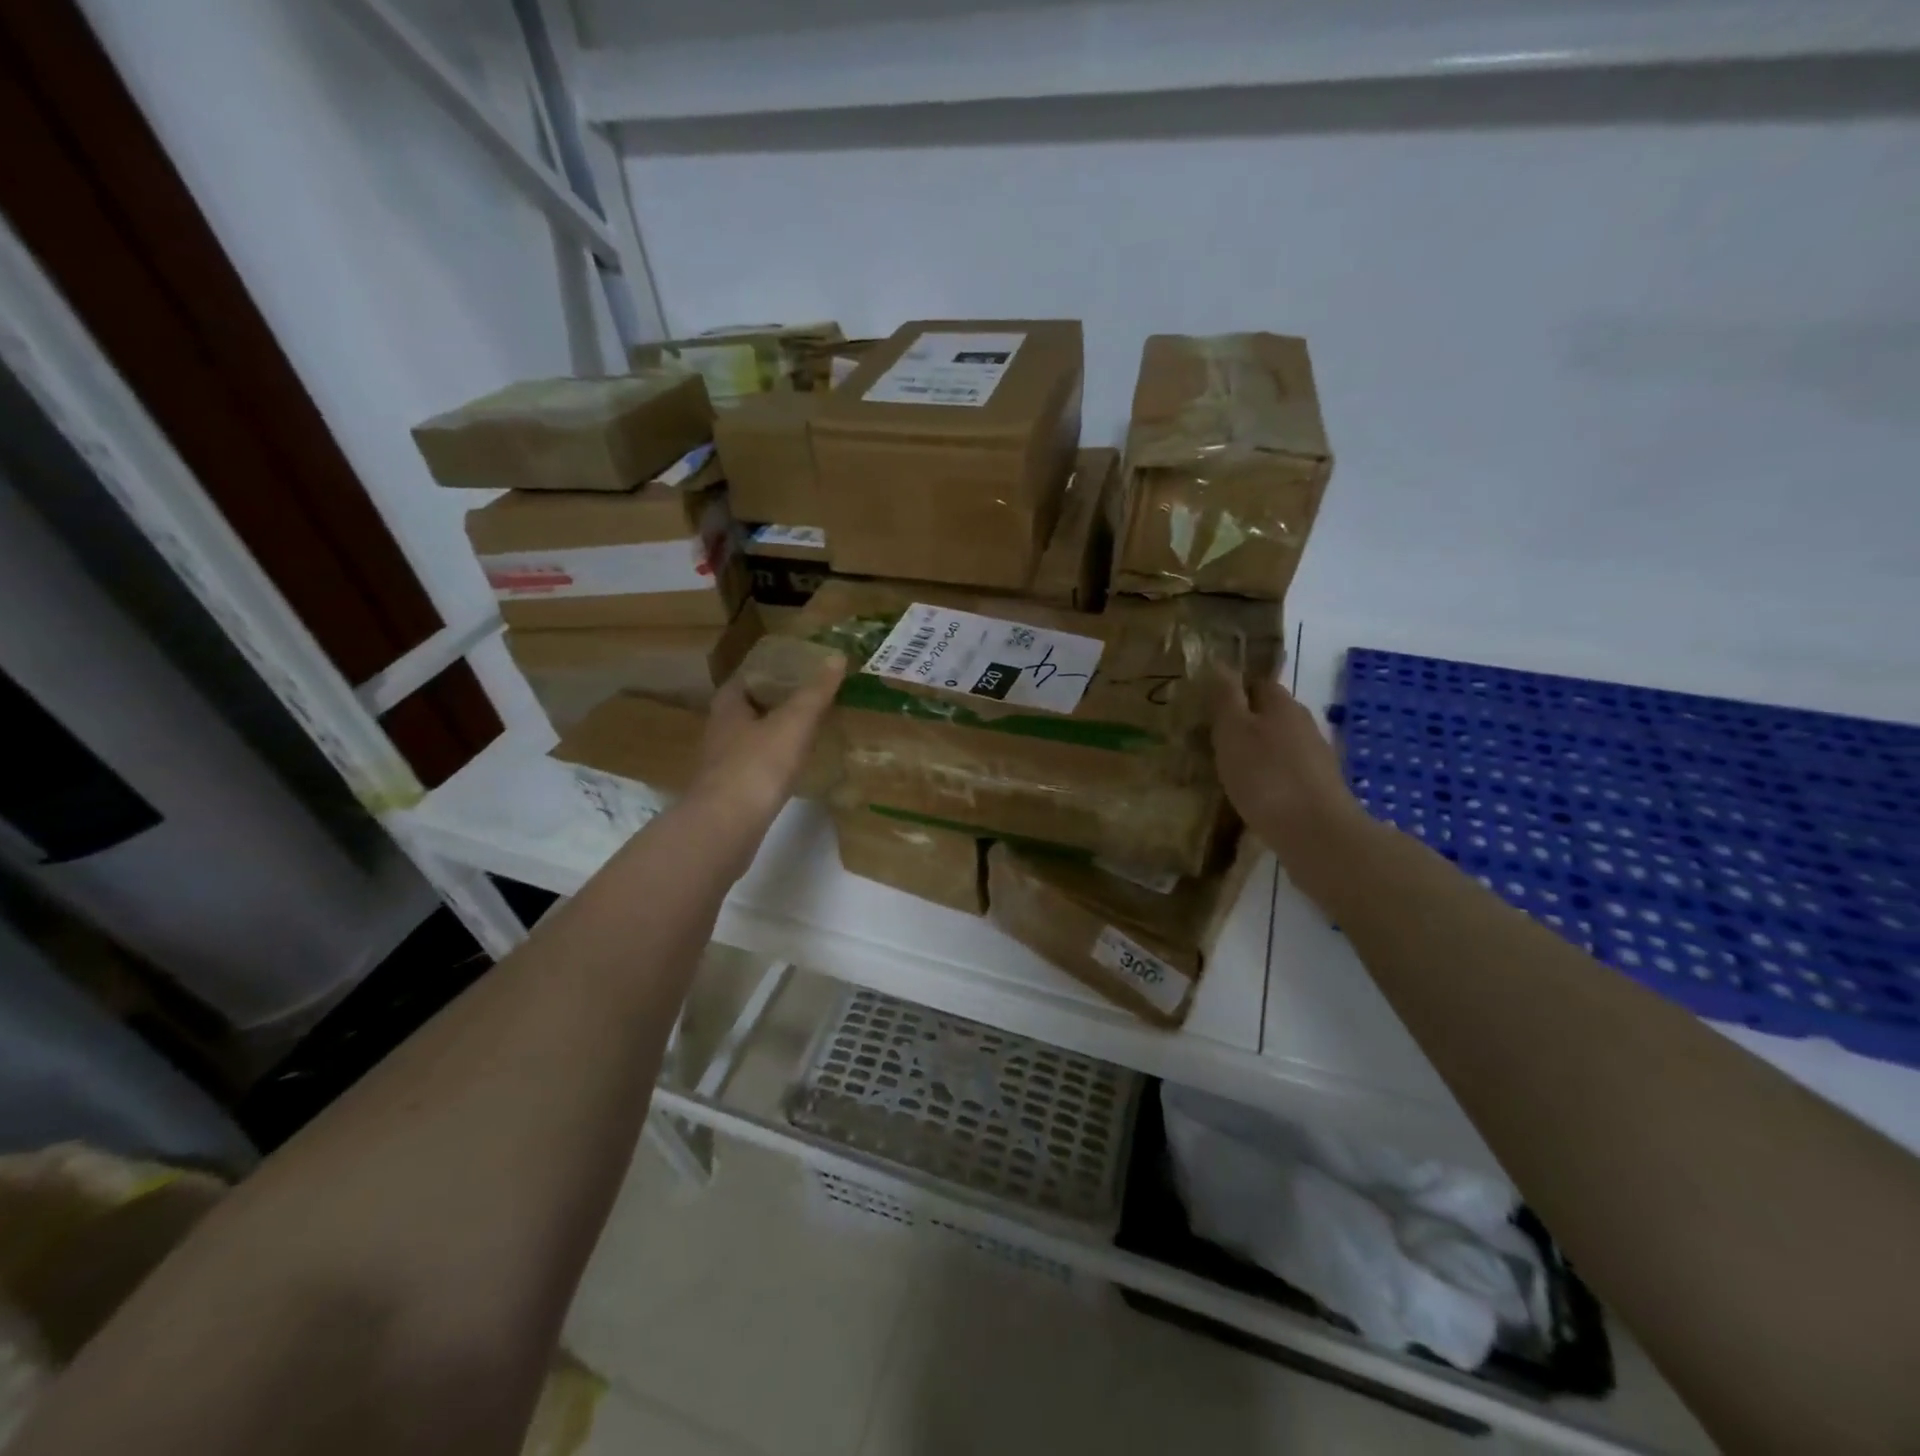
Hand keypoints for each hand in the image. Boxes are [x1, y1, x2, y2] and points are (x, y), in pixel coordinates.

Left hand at [689, 652, 845, 832]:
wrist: (728, 824)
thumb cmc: (758, 764)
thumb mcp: (794, 722)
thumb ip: (815, 692)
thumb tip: (836, 657)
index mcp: (729, 707)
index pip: (746, 678)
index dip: (769, 671)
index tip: (797, 669)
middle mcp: (719, 731)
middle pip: (747, 709)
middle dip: (774, 703)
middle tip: (807, 699)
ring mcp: (722, 764)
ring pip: (750, 739)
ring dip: (773, 733)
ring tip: (805, 731)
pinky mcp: (731, 791)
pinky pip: (755, 767)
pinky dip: (772, 762)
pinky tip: (792, 768)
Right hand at [1205, 667, 1371, 883]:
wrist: (1315, 832)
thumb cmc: (1265, 775)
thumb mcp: (1233, 731)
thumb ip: (1226, 697)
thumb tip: (1221, 662)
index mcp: (1282, 704)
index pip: (1257, 682)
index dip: (1234, 689)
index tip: (1209, 706)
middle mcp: (1303, 723)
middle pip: (1270, 713)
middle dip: (1245, 721)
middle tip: (1212, 739)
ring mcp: (1315, 756)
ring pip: (1279, 743)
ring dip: (1257, 750)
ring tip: (1228, 769)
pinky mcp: (1319, 786)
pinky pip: (1287, 770)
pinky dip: (1269, 775)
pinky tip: (1253, 793)